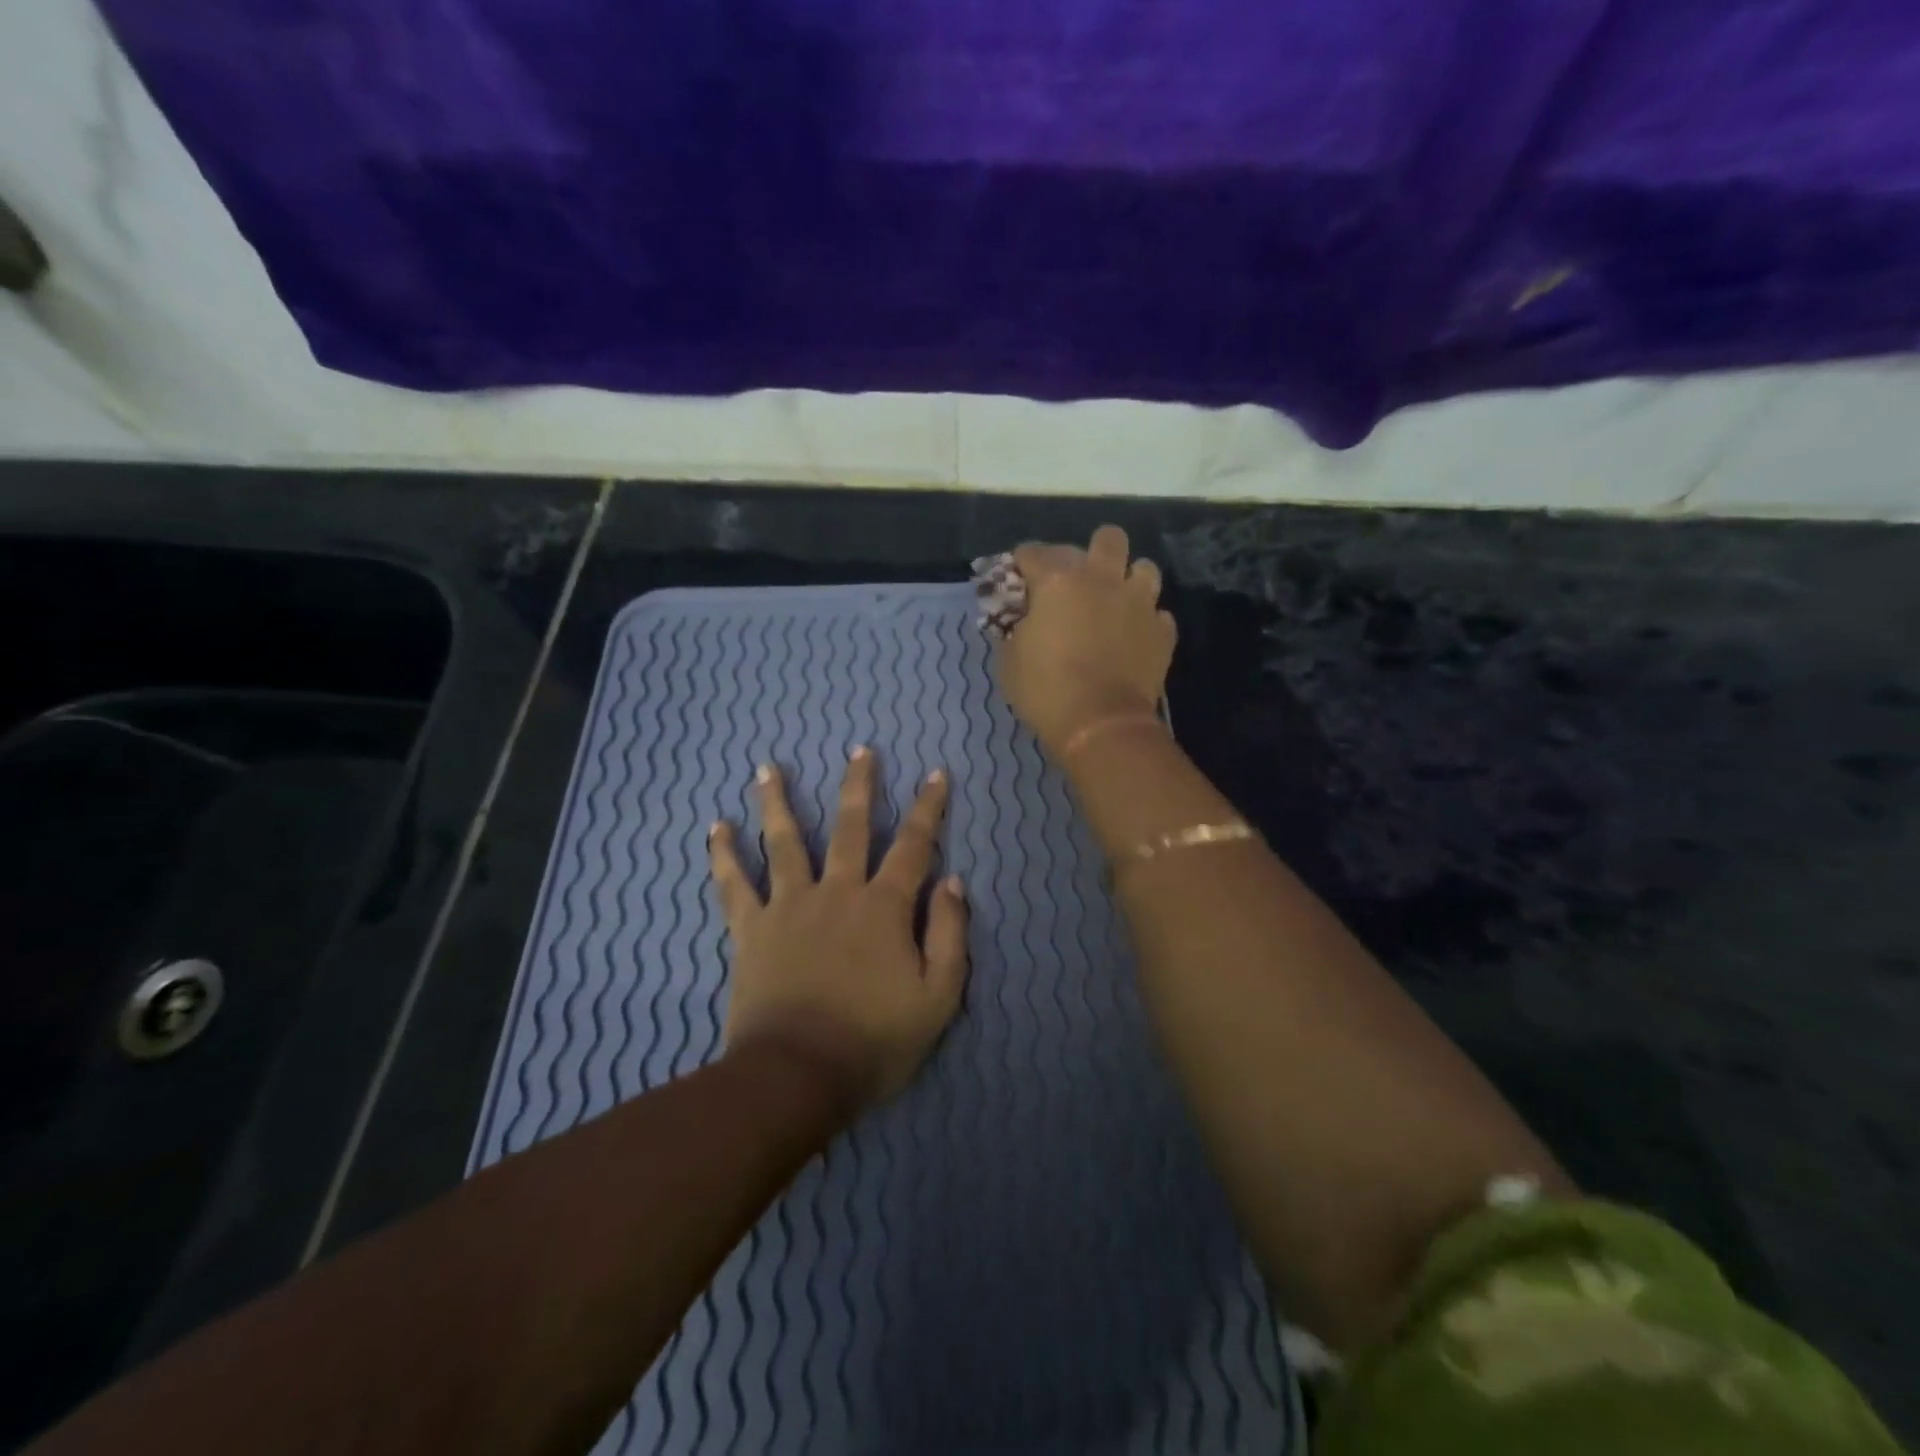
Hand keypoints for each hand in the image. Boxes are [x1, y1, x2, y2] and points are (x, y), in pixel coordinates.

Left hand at [707, 749, 968, 1108]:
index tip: (936, 774)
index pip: (914, 845)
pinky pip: (733, 885)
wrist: (797, 1076)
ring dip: (778, 801)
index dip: (929, 808)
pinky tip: (716, 828)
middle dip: (859, 785)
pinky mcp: (751, 929)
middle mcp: (837, 892)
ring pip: (785, 842)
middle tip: (859, 749)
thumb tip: (951, 882)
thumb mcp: (937, 997)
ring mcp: (789, 906)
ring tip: (767, 768)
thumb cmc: (874, 1041)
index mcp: (884, 907)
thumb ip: (949, 935)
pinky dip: (723, 856)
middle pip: (850, 827)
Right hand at [998, 525, 1176, 756]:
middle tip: (1078, 580)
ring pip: (1144, 568)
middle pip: (1107, 538)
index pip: (1034, 552)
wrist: (1101, 723)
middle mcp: (1103, 579)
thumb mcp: (1010, 659)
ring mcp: (1139, 603)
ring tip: (1116, 602)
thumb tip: (1021, 619)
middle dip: (1091, 552)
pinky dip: (1146, 621)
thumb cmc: (1046, 690)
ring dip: (1128, 580)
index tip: (1017, 578)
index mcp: (1059, 581)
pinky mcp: (1162, 631)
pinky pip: (1158, 614)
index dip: (1022, 563)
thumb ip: (1015, 628)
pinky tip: (1134, 637)